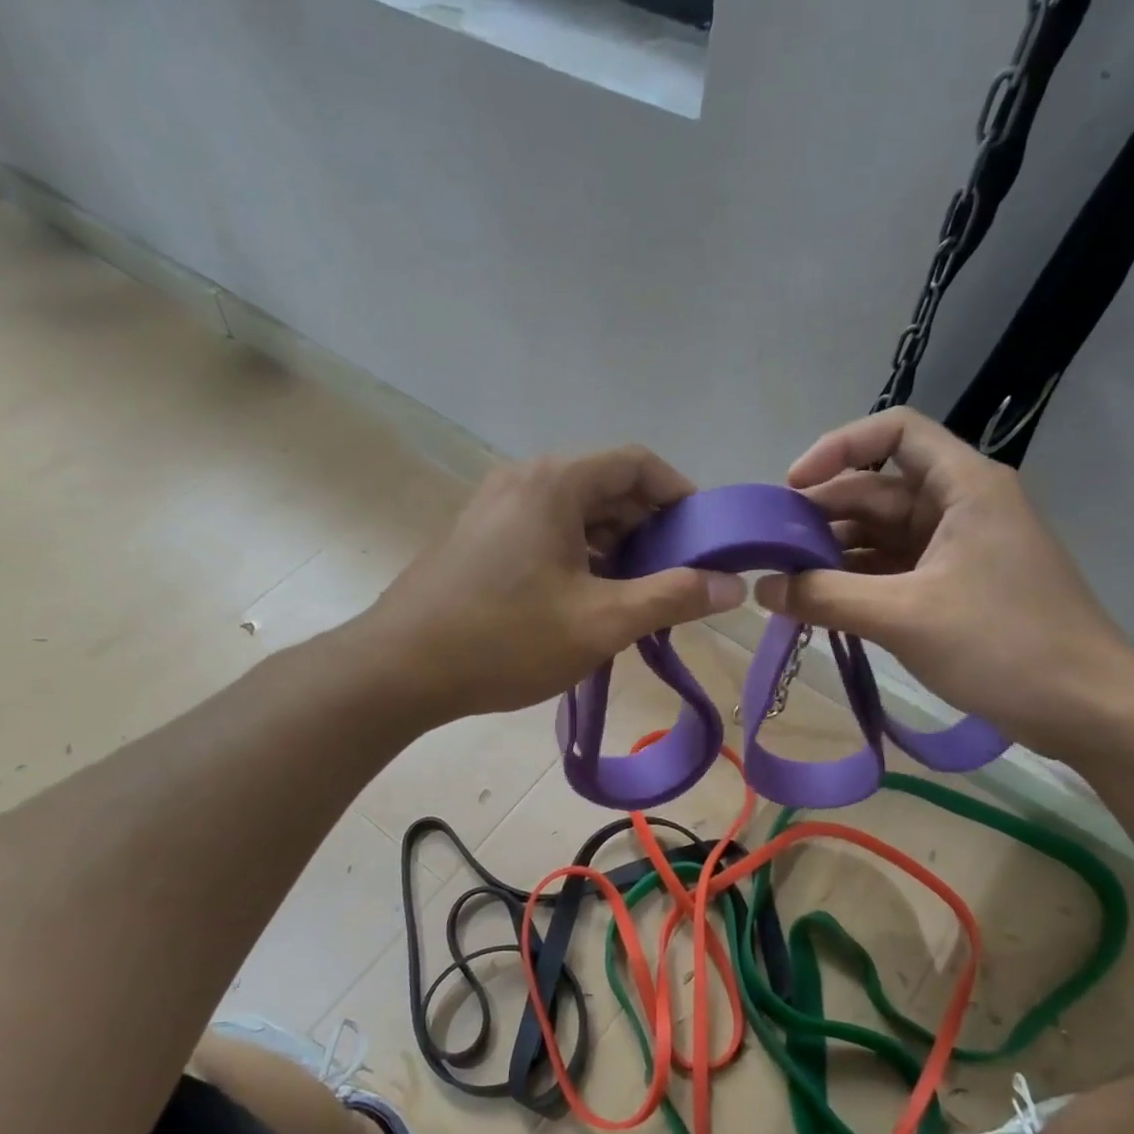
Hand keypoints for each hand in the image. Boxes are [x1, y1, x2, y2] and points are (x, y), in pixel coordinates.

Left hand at [358, 448, 745, 720]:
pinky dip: (581, 560)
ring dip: (617, 549)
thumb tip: (734, 587)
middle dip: (651, 529)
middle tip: (679, 578)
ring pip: (576, 516)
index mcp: (555, 482)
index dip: (681, 496)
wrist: (399, 670)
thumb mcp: (601, 622)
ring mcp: (496, 510)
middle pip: (607, 487)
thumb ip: (673, 598)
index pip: (638, 463)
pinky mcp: (481, 541)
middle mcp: (524, 481)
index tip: (706, 539)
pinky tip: (592, 604)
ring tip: (641, 598)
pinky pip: (547, 535)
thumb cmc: (506, 639)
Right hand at [754, 408, 1133, 758]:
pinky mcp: (954, 588)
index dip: (839, 447)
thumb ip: (826, 597)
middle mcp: (960, 506)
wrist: (1086, 708)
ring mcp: (958, 550)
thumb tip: (761, 587)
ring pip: (881, 535)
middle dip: (823, 514)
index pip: (895, 433)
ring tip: (785, 582)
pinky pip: (893, 571)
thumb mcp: (905, 616)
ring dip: (835, 554)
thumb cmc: (1004, 645)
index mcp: (964, 487)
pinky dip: (857, 583)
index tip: (792, 487)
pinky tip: (820, 605)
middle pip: (878, 489)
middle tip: (771, 549)